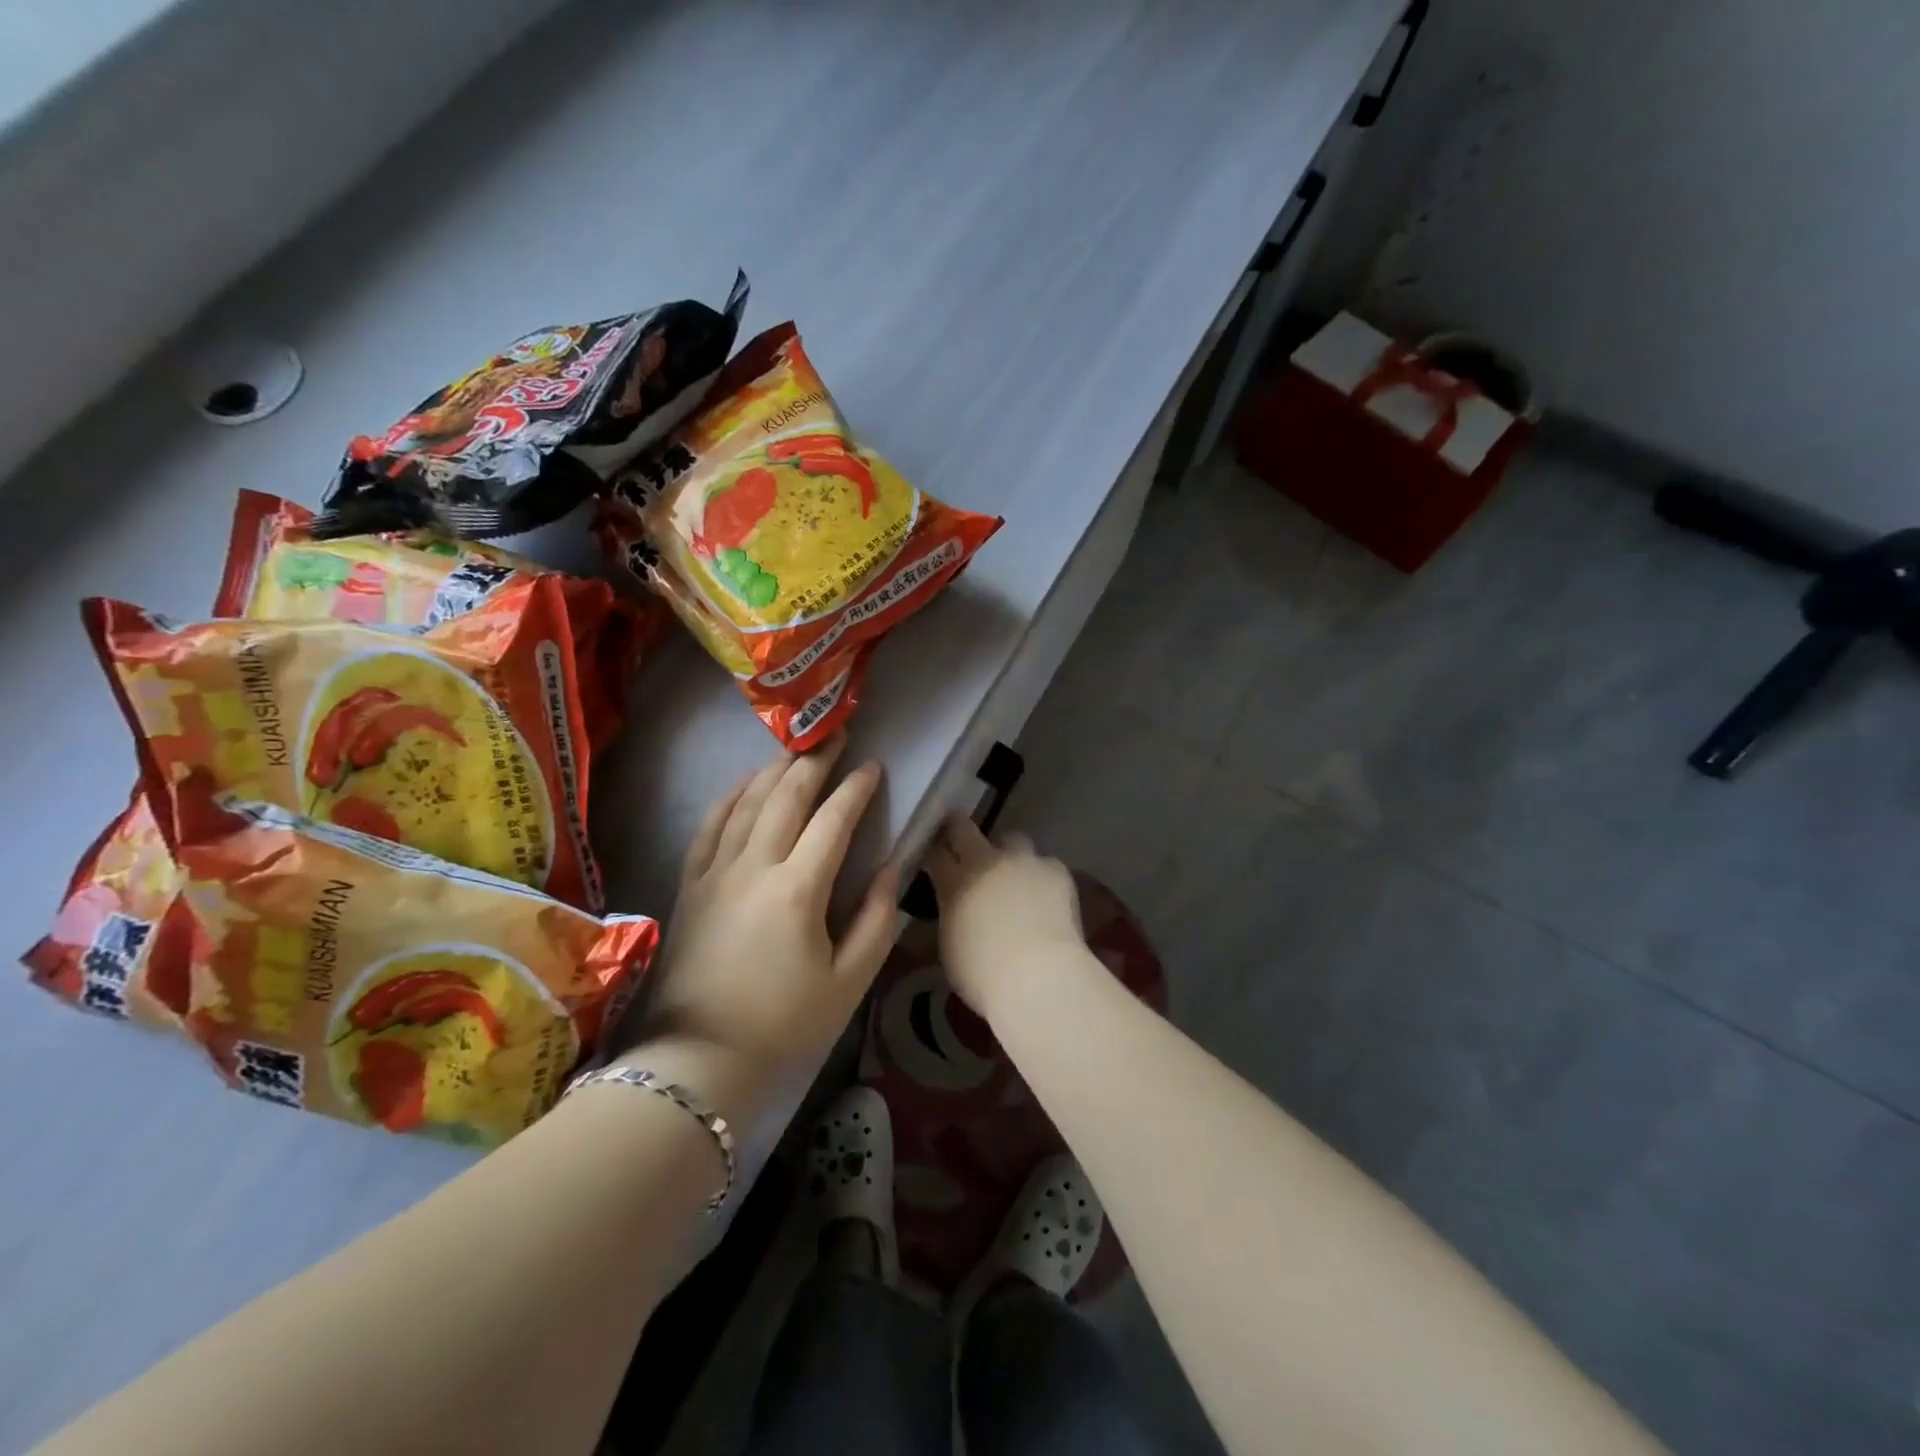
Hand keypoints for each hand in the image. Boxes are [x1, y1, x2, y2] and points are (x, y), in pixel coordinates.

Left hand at [618, 736, 898, 1126]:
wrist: (700, 1060)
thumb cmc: (785, 1024)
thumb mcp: (848, 981)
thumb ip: (876, 920)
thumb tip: (893, 870)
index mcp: (798, 889)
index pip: (832, 821)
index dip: (855, 790)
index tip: (873, 767)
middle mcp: (754, 867)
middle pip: (786, 798)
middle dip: (814, 763)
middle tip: (834, 736)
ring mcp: (716, 873)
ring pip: (746, 804)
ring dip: (773, 771)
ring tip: (795, 749)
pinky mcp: (690, 886)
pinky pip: (708, 828)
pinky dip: (727, 799)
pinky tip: (741, 784)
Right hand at [922, 817, 1085, 1014]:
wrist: (1039, 978)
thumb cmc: (984, 976)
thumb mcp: (950, 946)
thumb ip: (951, 914)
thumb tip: (955, 905)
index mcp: (955, 882)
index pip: (935, 853)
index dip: (933, 852)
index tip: (933, 856)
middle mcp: (986, 861)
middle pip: (964, 828)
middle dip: (959, 831)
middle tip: (962, 845)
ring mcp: (1024, 861)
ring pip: (1012, 839)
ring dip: (1008, 852)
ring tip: (1014, 875)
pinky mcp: (1056, 870)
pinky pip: (1045, 864)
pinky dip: (1041, 877)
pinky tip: (1046, 899)